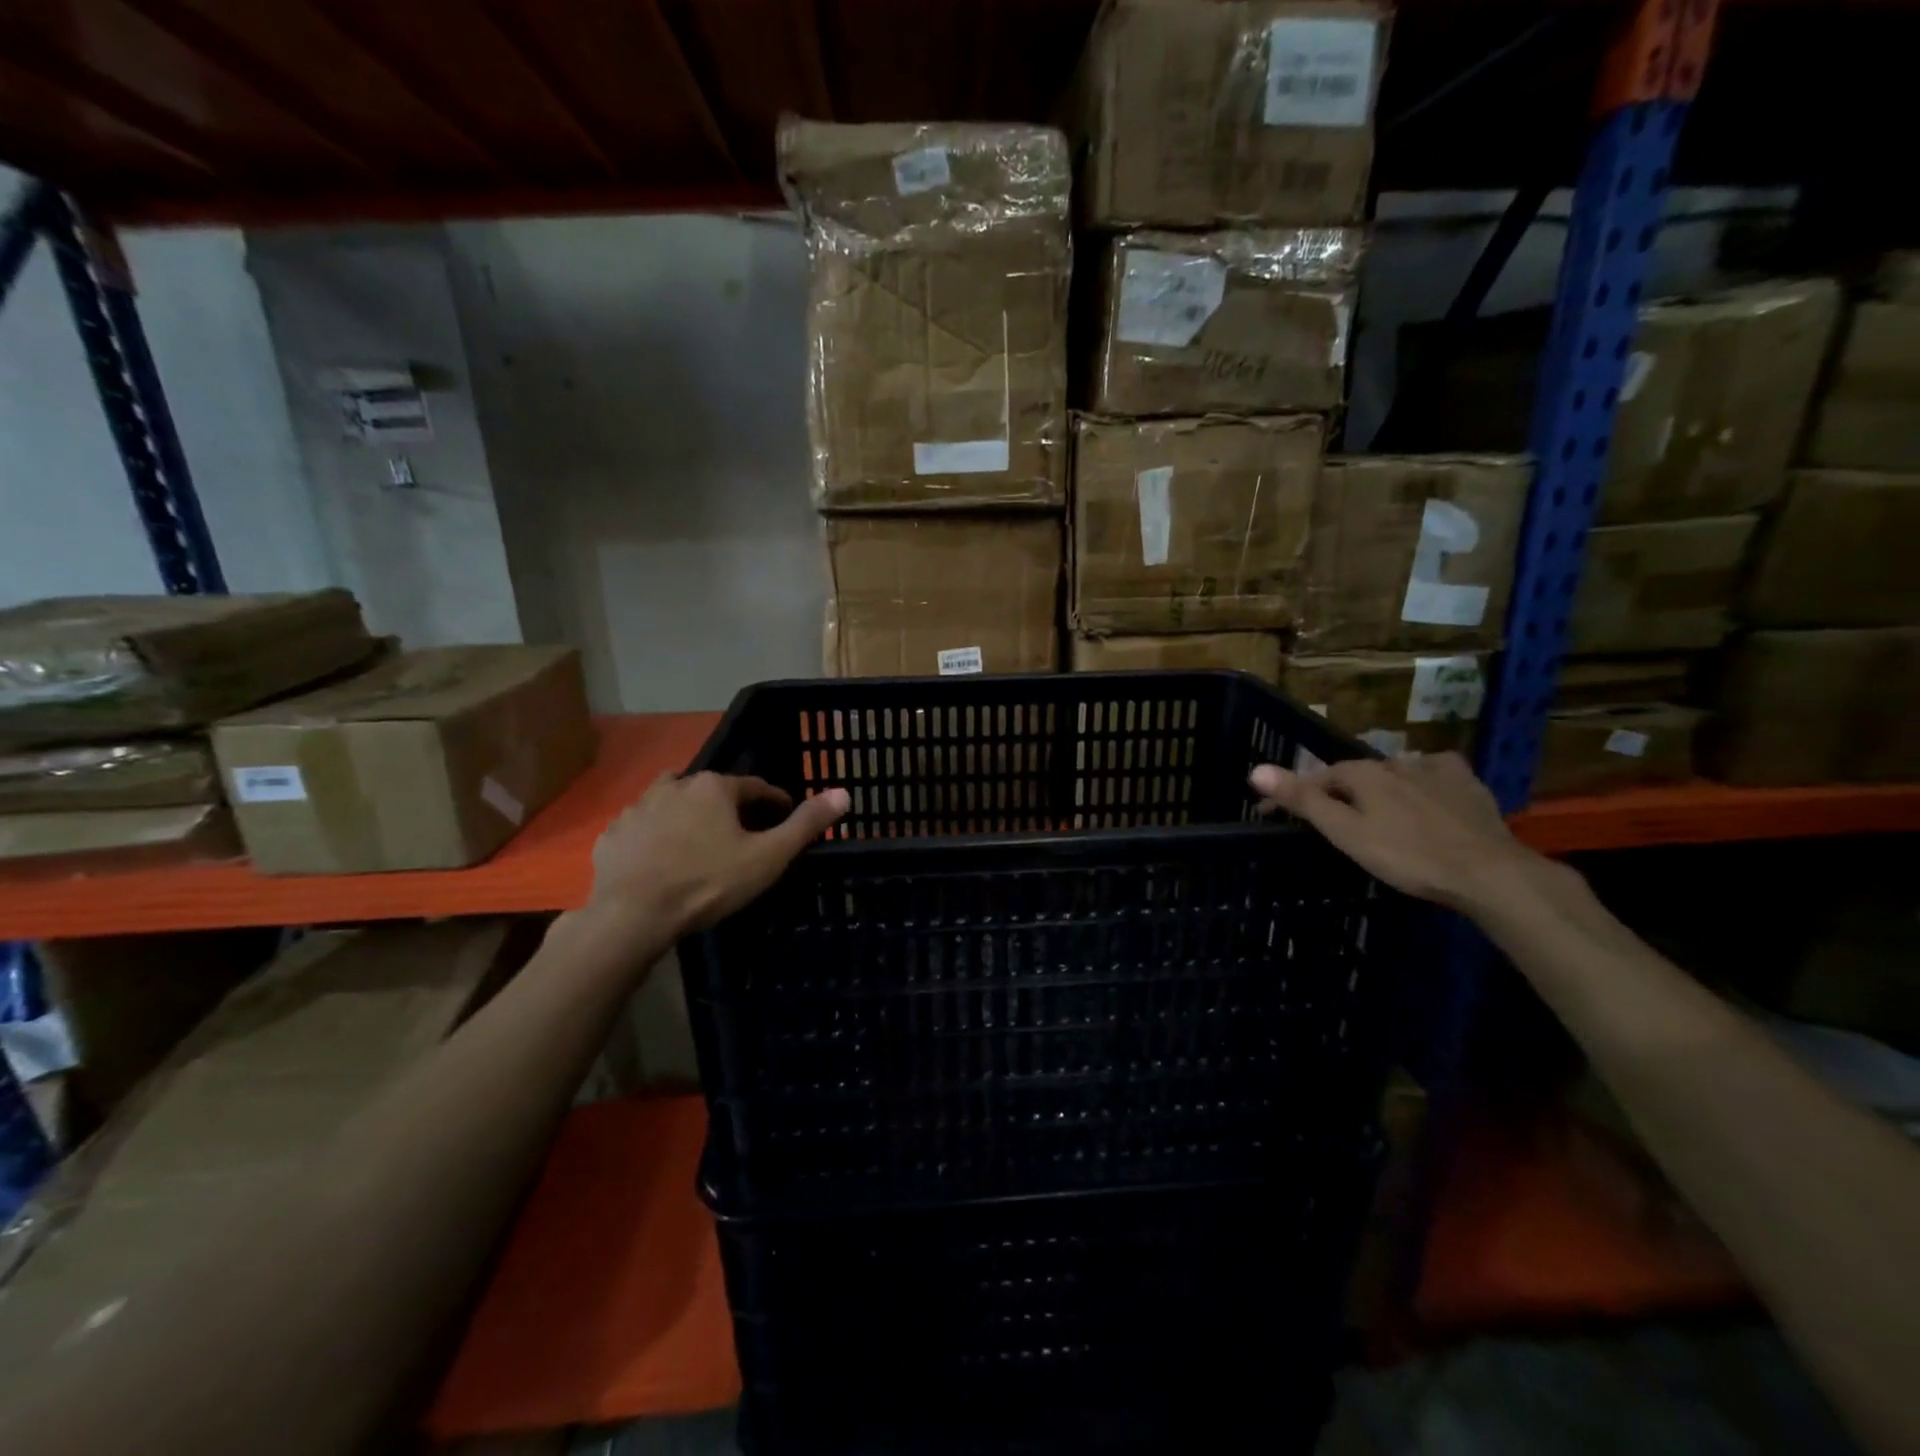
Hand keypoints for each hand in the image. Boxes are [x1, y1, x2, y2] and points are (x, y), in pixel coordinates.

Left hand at [589, 772, 849, 934]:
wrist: (633, 915)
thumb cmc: (709, 883)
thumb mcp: (768, 857)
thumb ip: (805, 824)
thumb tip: (843, 792)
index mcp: (714, 787)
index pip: (754, 786)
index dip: (773, 802)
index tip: (782, 818)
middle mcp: (675, 785)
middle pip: (712, 792)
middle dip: (728, 808)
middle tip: (741, 838)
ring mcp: (638, 808)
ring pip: (672, 804)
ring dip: (689, 816)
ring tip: (699, 844)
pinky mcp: (613, 834)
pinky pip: (642, 828)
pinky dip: (655, 836)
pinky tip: (661, 860)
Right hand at [1249, 752, 1539, 912]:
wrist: (1487, 872)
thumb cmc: (1407, 855)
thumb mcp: (1345, 833)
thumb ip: (1303, 800)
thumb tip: (1255, 769)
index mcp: (1362, 774)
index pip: (1315, 778)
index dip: (1291, 795)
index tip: (1270, 814)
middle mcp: (1395, 762)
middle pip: (1354, 775)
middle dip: (1336, 791)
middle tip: (1328, 820)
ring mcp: (1434, 770)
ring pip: (1394, 771)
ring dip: (1378, 786)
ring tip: (1374, 809)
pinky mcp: (1466, 783)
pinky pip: (1436, 771)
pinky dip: (1423, 778)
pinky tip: (1426, 790)